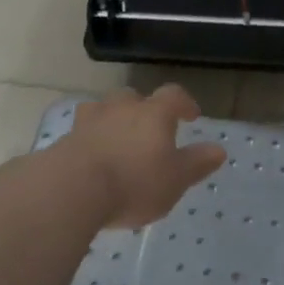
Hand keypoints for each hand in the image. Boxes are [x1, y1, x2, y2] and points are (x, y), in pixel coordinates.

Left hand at [59, 85, 225, 230]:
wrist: (72, 189)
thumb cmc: (134, 182)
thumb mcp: (175, 179)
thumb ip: (197, 163)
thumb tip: (219, 150)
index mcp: (153, 113)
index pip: (173, 95)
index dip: (184, 103)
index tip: (191, 115)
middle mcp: (122, 108)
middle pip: (133, 97)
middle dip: (142, 109)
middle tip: (148, 129)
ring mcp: (90, 121)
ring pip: (103, 109)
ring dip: (112, 119)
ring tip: (116, 139)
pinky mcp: (65, 139)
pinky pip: (82, 132)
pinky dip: (90, 140)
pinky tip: (91, 159)